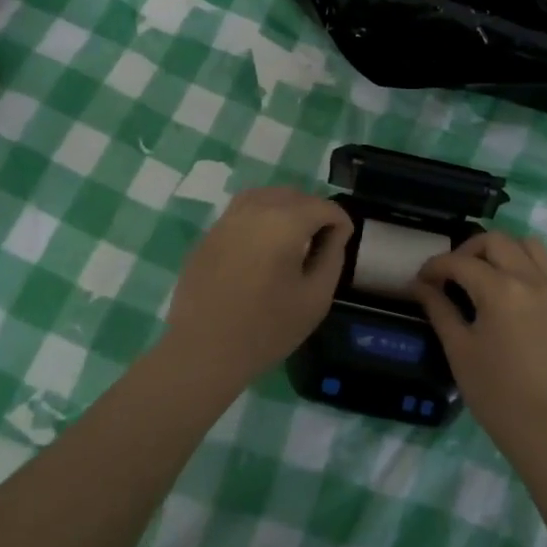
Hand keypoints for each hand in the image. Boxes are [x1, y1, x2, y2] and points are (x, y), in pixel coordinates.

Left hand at [164, 187, 352, 391]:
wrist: (202, 351)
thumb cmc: (266, 329)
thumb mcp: (316, 298)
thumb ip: (332, 257)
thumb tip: (335, 233)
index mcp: (285, 222)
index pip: (324, 206)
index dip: (341, 222)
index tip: (343, 243)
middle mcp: (255, 209)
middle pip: (295, 195)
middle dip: (314, 212)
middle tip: (320, 242)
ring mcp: (228, 218)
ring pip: (266, 196)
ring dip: (286, 209)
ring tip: (292, 240)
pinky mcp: (209, 233)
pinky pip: (243, 211)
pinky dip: (261, 217)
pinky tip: (262, 247)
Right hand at [412, 232, 546, 457]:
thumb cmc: (496, 393)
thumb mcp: (459, 349)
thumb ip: (439, 309)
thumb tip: (419, 285)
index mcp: (500, 289)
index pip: (460, 262)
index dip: (435, 266)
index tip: (420, 279)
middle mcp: (529, 279)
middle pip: (495, 241)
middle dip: (467, 250)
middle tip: (451, 275)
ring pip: (527, 244)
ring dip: (501, 249)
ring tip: (483, 273)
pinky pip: (544, 266)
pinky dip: (523, 263)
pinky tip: (507, 290)